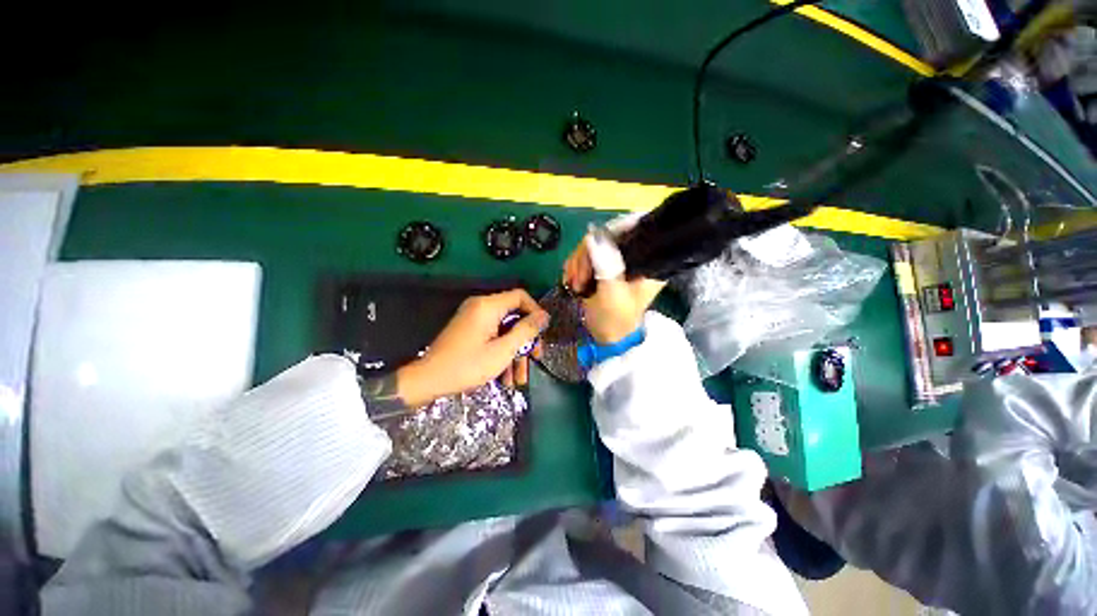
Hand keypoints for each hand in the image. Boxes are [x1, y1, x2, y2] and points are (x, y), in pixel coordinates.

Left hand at [396, 289, 548, 406]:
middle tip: (535, 358)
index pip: (521, 296)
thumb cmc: (467, 365)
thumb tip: (544, 316)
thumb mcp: (503, 351)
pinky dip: (501, 353)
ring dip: (515, 352)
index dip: (536, 313)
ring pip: (505, 330)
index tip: (542, 333)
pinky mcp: (470, 331)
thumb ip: (526, 331)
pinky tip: (505, 377)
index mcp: (488, 306)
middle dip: (526, 339)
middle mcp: (481, 307)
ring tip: (519, 379)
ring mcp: (474, 319)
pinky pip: (493, 336)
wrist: (428, 380)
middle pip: (514, 316)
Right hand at [563, 238, 664, 343]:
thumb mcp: (612, 294)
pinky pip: (584, 255)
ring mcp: (616, 260)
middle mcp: (634, 256)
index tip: (590, 248)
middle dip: (586, 256)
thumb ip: (606, 265)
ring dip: (577, 263)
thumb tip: (593, 236)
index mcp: (647, 261)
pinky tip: (571, 280)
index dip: (610, 231)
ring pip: (592, 245)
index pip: (634, 228)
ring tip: (575, 285)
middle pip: (606, 235)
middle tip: (578, 279)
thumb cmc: (616, 320)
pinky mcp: (603, 266)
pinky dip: (575, 266)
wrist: (607, 338)